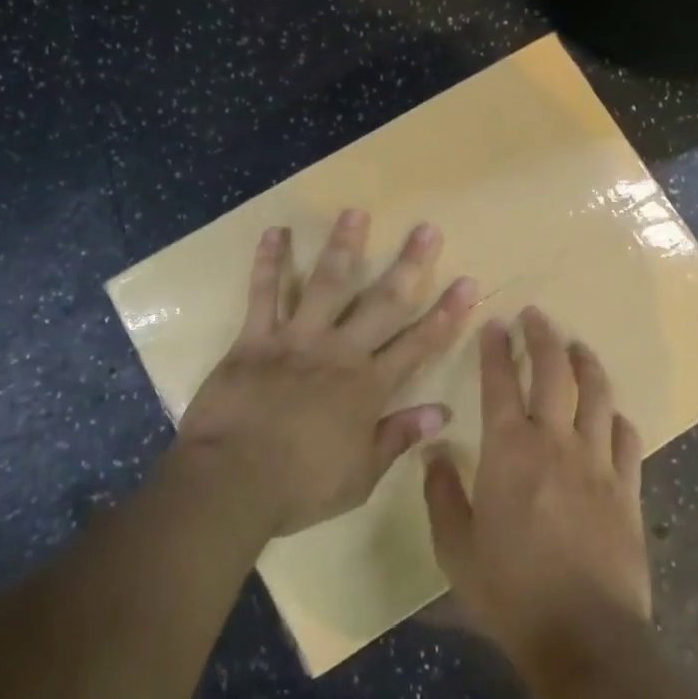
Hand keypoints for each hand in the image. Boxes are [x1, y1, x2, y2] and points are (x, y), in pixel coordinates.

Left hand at [175, 210, 478, 536]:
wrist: (230, 482)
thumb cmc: (299, 486)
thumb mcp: (360, 475)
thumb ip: (398, 437)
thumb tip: (441, 412)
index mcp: (367, 386)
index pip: (418, 344)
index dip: (446, 313)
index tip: (467, 282)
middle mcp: (339, 352)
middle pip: (381, 301)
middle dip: (409, 264)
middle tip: (426, 229)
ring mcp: (296, 339)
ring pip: (326, 284)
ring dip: (343, 246)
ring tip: (356, 211)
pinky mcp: (254, 338)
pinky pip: (263, 294)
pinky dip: (268, 263)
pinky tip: (275, 232)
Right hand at [424, 307, 651, 668]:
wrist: (585, 638)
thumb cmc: (510, 591)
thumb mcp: (456, 548)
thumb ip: (442, 494)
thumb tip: (433, 453)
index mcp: (509, 450)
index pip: (499, 382)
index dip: (496, 349)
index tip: (495, 324)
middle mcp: (555, 442)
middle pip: (554, 373)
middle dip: (543, 337)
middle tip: (536, 315)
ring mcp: (597, 463)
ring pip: (596, 395)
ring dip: (586, 363)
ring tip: (577, 346)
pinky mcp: (628, 489)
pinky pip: (627, 439)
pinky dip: (617, 417)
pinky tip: (612, 413)